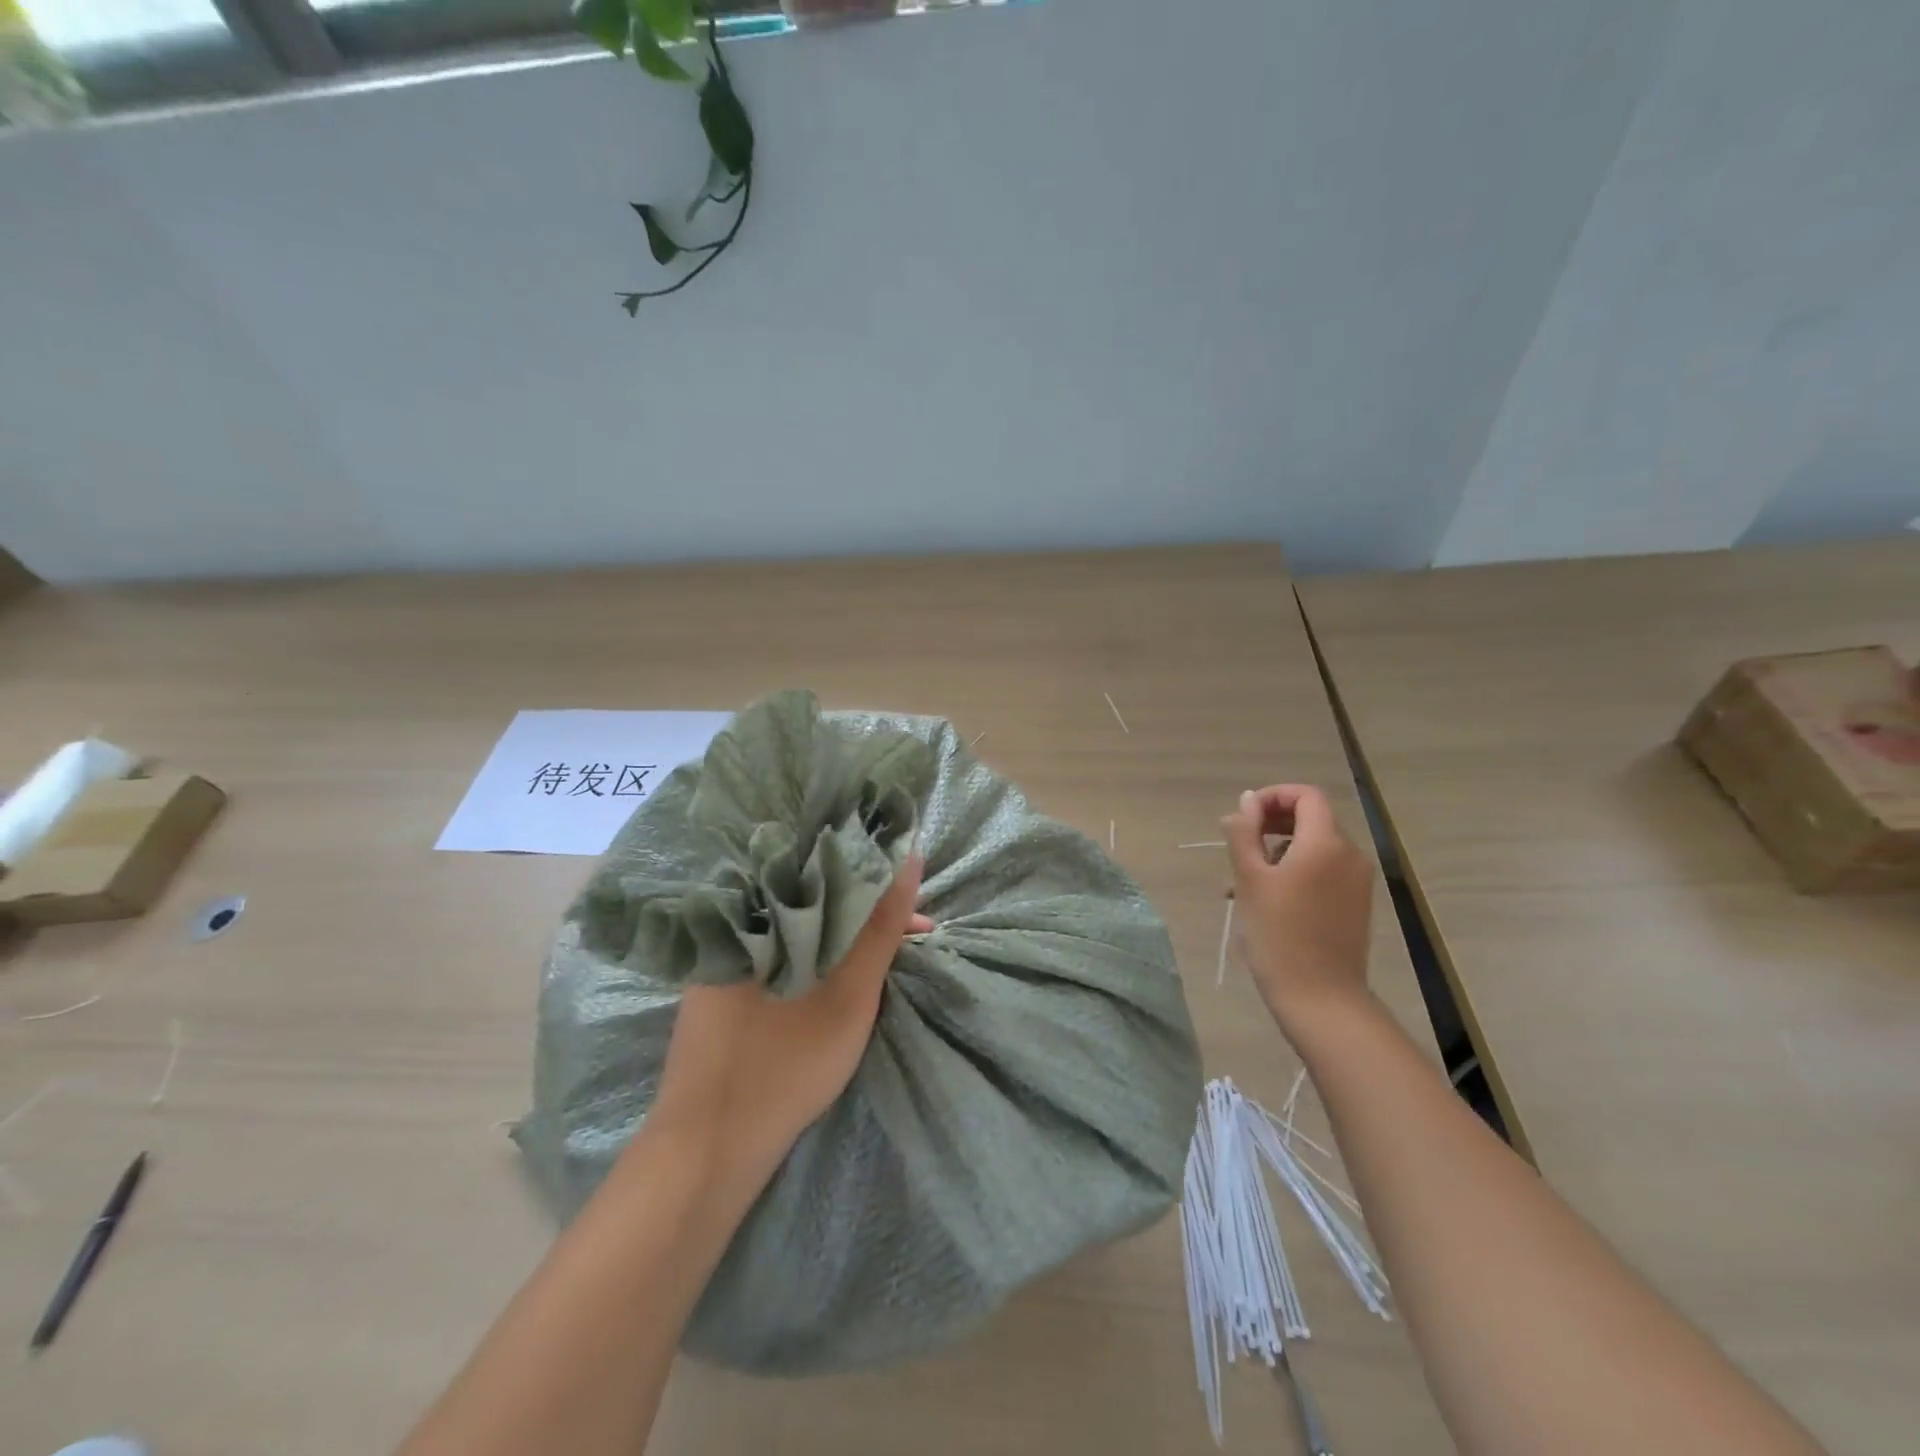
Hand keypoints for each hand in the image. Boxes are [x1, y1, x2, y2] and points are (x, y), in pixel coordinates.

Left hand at [638, 856, 930, 1205]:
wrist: (709, 1152)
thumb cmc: (784, 1066)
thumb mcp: (848, 995)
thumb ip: (881, 929)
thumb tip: (911, 858)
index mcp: (755, 914)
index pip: (826, 877)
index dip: (879, 891)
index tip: (915, 918)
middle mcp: (731, 928)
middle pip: (812, 903)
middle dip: (865, 917)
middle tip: (909, 937)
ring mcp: (719, 962)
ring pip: (796, 930)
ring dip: (840, 938)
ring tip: (880, 954)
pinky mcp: (717, 992)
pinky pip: (776, 955)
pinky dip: (812, 959)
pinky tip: (833, 974)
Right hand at [1221, 786, 1374, 1033]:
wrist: (1320, 998)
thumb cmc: (1278, 934)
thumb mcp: (1250, 879)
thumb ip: (1245, 833)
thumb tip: (1246, 801)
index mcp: (1326, 843)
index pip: (1305, 796)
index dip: (1273, 797)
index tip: (1243, 817)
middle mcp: (1349, 855)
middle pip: (1310, 820)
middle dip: (1270, 825)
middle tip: (1236, 846)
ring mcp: (1357, 882)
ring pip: (1312, 848)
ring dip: (1276, 852)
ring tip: (1240, 882)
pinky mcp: (1355, 904)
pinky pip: (1322, 872)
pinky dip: (1294, 873)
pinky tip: (1265, 900)